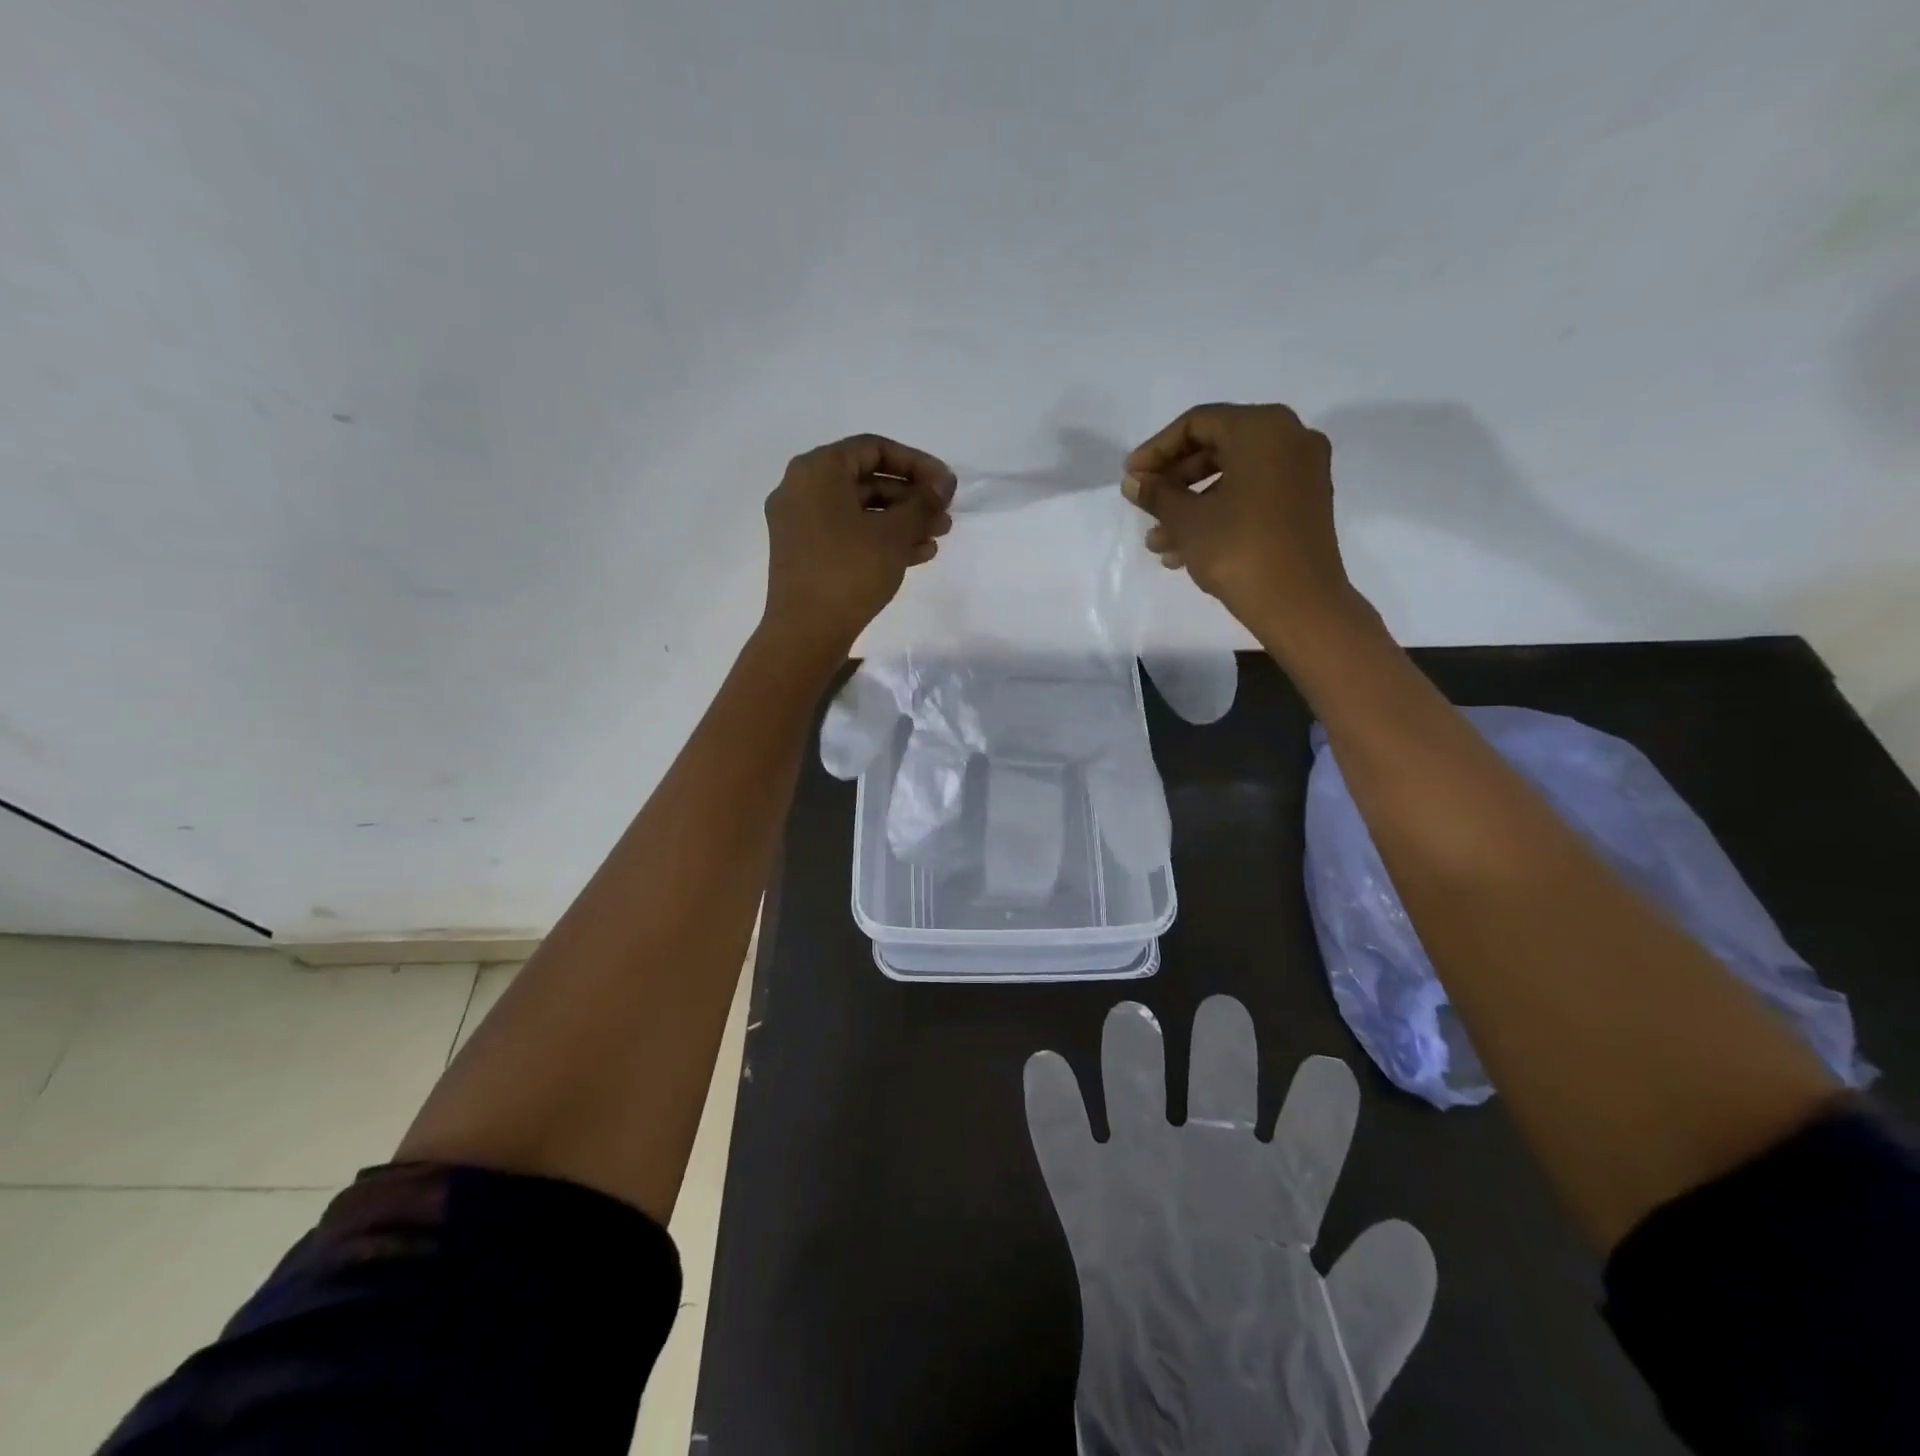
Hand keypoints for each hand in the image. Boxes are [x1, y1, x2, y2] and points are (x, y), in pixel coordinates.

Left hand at [761, 433, 954, 660]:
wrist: (806, 632)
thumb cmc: (850, 571)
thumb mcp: (894, 533)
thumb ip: (922, 502)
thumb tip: (943, 483)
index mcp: (817, 470)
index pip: (874, 448)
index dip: (917, 463)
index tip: (946, 485)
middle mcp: (802, 489)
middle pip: (867, 480)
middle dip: (911, 497)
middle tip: (945, 514)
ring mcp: (801, 524)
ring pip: (860, 511)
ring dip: (902, 521)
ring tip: (938, 535)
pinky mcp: (806, 554)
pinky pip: (848, 534)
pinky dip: (880, 539)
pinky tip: (918, 554)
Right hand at [1122, 402, 1362, 644]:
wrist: (1299, 603)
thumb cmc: (1238, 549)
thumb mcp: (1187, 520)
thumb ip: (1157, 493)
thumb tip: (1134, 481)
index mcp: (1262, 428)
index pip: (1197, 423)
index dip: (1156, 450)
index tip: (1131, 478)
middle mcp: (1290, 439)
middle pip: (1216, 448)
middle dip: (1174, 482)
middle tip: (1143, 507)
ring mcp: (1302, 473)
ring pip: (1232, 478)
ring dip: (1190, 506)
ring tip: (1157, 543)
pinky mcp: (1304, 505)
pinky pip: (1252, 497)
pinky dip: (1218, 514)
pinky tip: (1184, 551)